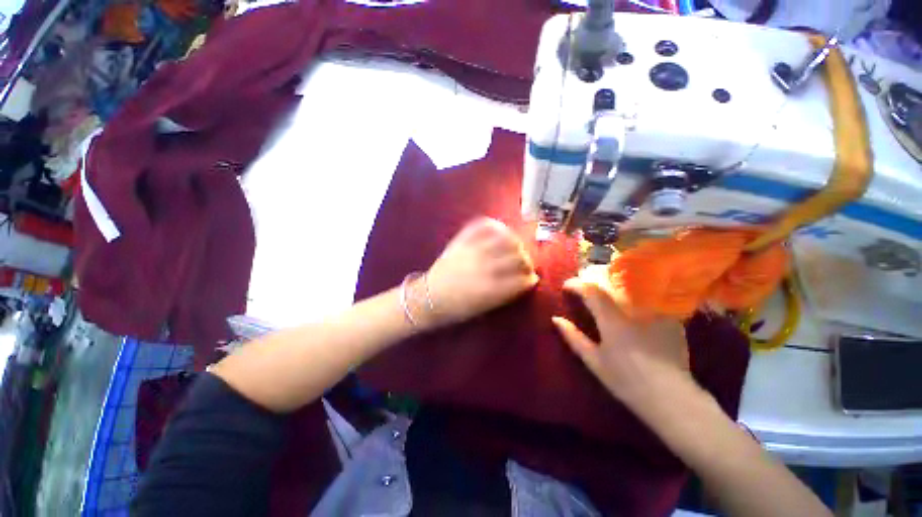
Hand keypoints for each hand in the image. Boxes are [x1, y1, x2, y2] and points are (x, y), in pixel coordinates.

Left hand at [421, 218, 538, 328]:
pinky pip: (482, 226)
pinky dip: (495, 225)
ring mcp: (473, 250)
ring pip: (505, 239)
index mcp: (492, 289)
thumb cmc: (457, 308)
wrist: (429, 297)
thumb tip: (528, 280)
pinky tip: (500, 231)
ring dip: (515, 242)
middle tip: (524, 263)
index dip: (531, 277)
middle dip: (527, 261)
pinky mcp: (462, 241)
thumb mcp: (486, 307)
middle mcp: (486, 267)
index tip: (531, 277)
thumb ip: (509, 293)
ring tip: (515, 246)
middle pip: (518, 257)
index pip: (523, 278)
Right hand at [552, 271, 691, 407]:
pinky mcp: (670, 318)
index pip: (590, 290)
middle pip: (611, 281)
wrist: (671, 398)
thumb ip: (573, 337)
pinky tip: (629, 302)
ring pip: (630, 285)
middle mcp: (633, 309)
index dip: (575, 284)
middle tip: (583, 283)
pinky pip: (649, 297)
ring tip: (602, 287)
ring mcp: (655, 311)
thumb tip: (556, 319)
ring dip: (612, 283)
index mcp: (612, 319)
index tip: (566, 287)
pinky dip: (634, 294)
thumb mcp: (593, 360)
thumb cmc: (626, 381)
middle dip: (593, 277)